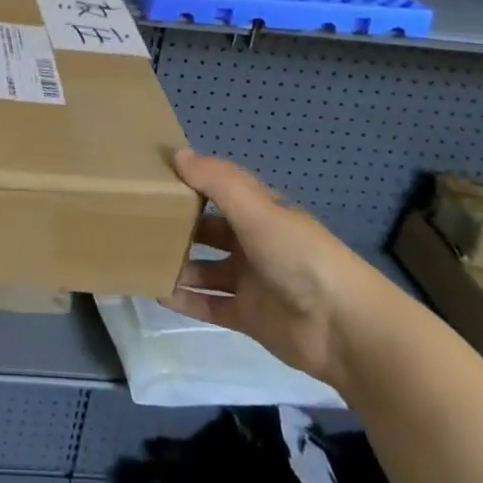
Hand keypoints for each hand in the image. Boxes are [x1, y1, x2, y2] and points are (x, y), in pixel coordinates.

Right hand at [158, 148, 396, 389]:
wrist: (345, 328)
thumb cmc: (299, 256)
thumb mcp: (257, 209)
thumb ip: (216, 181)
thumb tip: (176, 154)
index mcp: (260, 212)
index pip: (219, 190)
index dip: (190, 182)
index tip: (152, 178)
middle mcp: (253, 242)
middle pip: (209, 230)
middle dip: (179, 226)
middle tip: (137, 222)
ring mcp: (251, 281)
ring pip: (206, 269)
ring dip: (178, 265)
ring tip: (141, 259)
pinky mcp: (249, 316)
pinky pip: (210, 305)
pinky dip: (186, 300)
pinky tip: (157, 293)